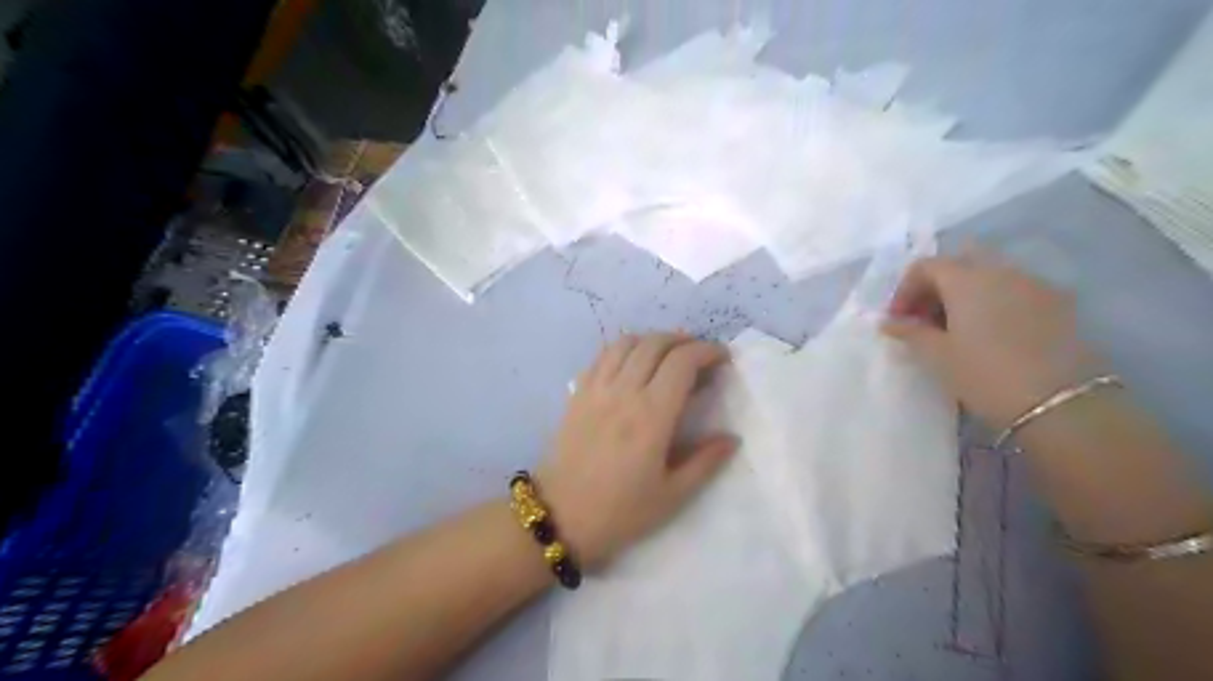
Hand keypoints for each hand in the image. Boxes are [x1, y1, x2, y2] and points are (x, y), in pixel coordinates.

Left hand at [539, 336, 738, 569]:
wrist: (559, 516)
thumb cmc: (620, 510)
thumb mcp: (672, 495)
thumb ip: (705, 462)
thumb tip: (732, 438)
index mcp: (652, 415)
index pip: (682, 362)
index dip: (706, 351)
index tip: (722, 358)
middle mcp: (624, 392)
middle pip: (655, 343)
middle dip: (683, 340)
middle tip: (699, 355)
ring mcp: (596, 389)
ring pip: (627, 343)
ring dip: (653, 339)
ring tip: (668, 354)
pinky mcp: (577, 393)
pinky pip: (602, 355)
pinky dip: (624, 348)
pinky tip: (633, 362)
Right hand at [882, 253, 1105, 426]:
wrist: (1061, 403)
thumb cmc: (985, 374)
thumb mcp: (937, 356)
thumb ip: (909, 332)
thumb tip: (888, 322)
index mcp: (966, 279)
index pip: (926, 266)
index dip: (905, 289)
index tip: (898, 320)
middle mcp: (1001, 270)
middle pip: (959, 262)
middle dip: (936, 285)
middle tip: (925, 318)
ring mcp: (1034, 284)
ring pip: (990, 274)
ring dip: (965, 293)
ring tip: (956, 329)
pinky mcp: (1058, 303)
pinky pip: (1015, 289)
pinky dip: (994, 301)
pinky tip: (990, 334)